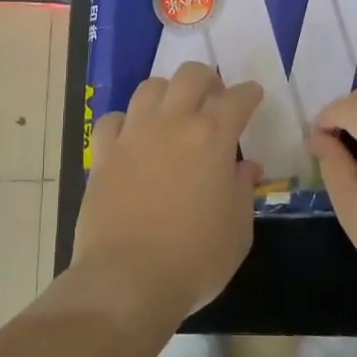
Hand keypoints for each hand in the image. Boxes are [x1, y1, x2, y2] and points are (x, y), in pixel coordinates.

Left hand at [73, 62, 263, 322]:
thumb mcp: (238, 230)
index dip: (249, 93)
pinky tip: (133, 138)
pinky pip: (113, 119)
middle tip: (214, 98)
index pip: (237, 98)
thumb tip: (243, 167)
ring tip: (174, 112)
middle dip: (208, 80)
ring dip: (168, 92)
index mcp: (212, 137)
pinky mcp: (103, 154)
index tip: (253, 96)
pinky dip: (127, 122)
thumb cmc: (195, 259)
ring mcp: (133, 135)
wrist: (127, 280)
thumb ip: (242, 190)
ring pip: (150, 88)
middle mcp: (172, 123)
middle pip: (190, 76)